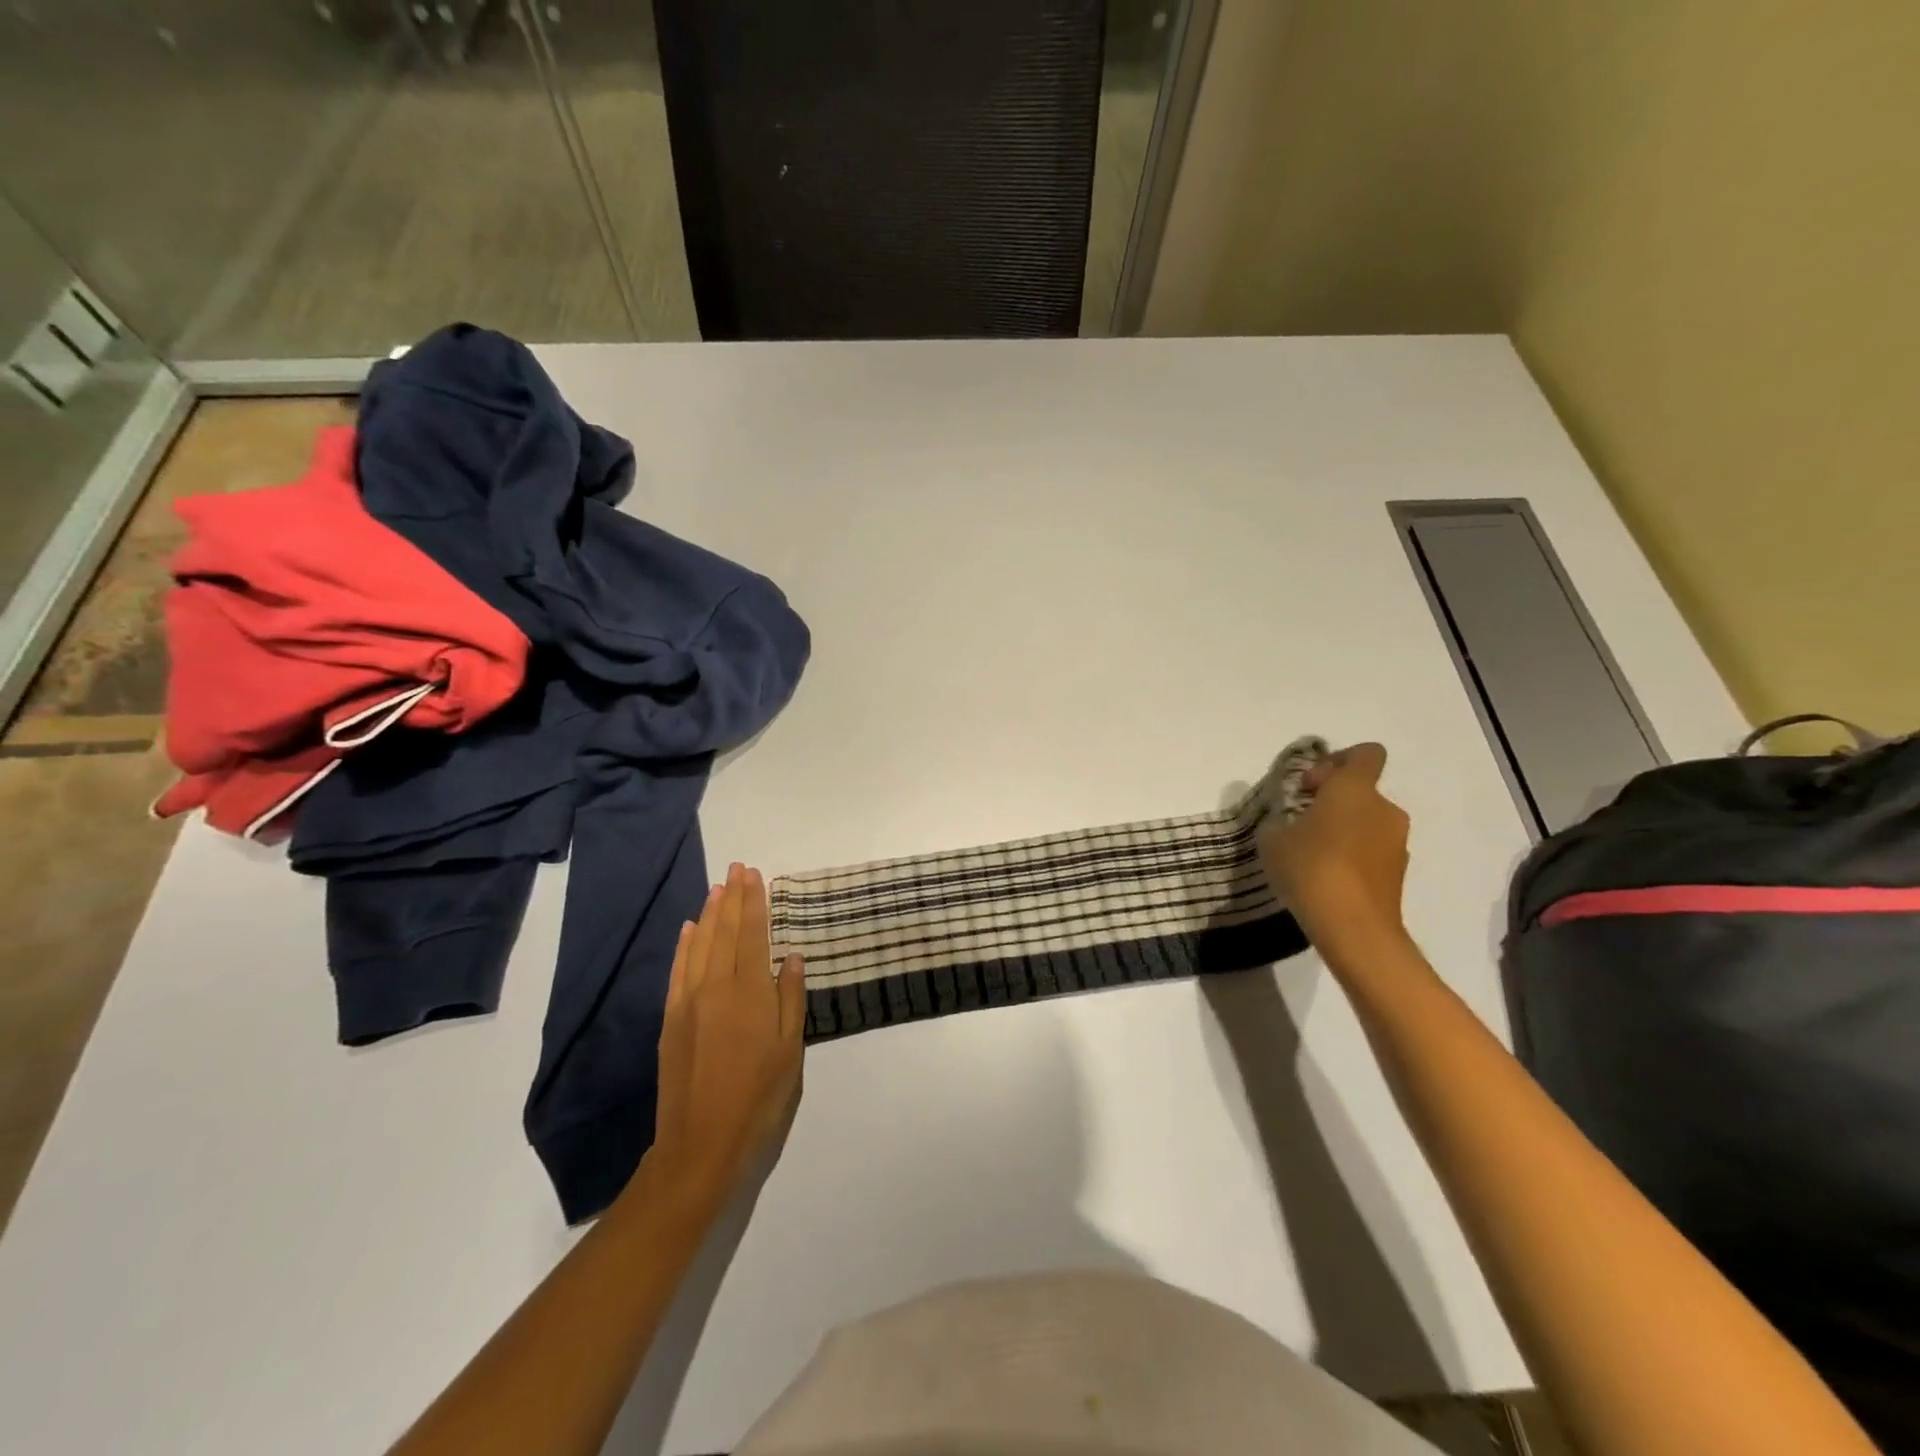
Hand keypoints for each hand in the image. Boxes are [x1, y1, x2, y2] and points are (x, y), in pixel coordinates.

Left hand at [648, 863, 804, 1199]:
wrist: (701, 1147)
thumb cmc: (759, 1100)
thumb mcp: (790, 1052)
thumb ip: (791, 1000)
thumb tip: (793, 957)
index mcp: (749, 993)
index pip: (752, 935)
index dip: (754, 903)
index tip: (754, 874)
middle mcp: (715, 988)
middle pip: (724, 932)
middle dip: (732, 898)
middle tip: (736, 868)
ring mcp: (688, 1003)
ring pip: (700, 946)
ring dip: (709, 914)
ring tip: (717, 888)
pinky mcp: (671, 1022)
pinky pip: (678, 971)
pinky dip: (684, 946)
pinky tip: (688, 930)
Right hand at [1256, 742, 1411, 961]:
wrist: (1353, 928)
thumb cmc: (1309, 868)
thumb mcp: (1272, 837)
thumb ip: (1281, 818)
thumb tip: (1291, 821)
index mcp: (1355, 789)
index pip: (1365, 753)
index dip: (1338, 761)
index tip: (1310, 786)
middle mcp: (1384, 808)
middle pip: (1362, 791)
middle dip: (1334, 801)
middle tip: (1303, 823)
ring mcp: (1397, 842)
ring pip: (1368, 822)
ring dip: (1344, 830)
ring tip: (1312, 856)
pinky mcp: (1399, 872)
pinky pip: (1372, 851)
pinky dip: (1353, 856)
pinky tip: (1328, 879)